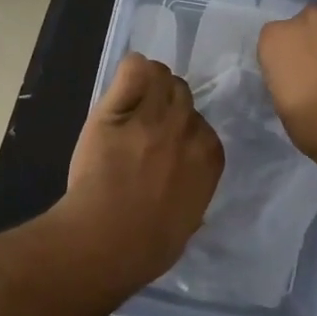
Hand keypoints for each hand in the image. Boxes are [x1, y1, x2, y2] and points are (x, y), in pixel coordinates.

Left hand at [60, 53, 224, 277]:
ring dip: (148, 86)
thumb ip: (192, 194)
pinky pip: (134, 68)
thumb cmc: (147, 246)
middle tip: (142, 126)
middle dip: (165, 104)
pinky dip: (130, 73)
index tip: (163, 145)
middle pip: (182, 93)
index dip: (180, 130)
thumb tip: (186, 191)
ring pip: (160, 75)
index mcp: (209, 157)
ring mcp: (153, 116)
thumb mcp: (187, 222)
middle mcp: (187, 129)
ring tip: (129, 105)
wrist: (107, 239)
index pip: (201, 122)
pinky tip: (120, 90)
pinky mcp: (118, 109)